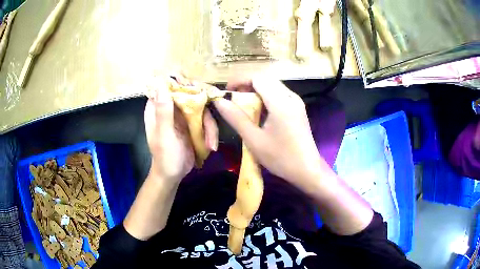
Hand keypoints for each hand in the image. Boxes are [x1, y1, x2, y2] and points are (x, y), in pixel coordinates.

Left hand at [144, 78, 217, 182]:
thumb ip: (163, 111)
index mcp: (157, 107)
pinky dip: (210, 131)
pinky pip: (205, 119)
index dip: (182, 82)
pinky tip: (211, 145)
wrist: (173, 175)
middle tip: (211, 118)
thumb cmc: (165, 157)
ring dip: (209, 125)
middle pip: (189, 93)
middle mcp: (170, 107)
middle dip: (203, 104)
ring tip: (211, 144)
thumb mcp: (164, 135)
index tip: (197, 89)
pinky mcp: (192, 124)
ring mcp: (182, 115)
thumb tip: (161, 83)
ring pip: (201, 107)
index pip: (167, 85)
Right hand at [214, 76, 323, 189]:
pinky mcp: (298, 108)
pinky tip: (260, 111)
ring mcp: (296, 102)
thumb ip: (236, 118)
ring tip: (244, 104)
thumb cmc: (280, 158)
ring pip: (273, 85)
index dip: (239, 80)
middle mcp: (291, 97)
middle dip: (247, 84)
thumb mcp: (254, 139)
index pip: (257, 78)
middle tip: (234, 98)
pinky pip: (279, 94)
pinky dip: (266, 96)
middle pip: (265, 79)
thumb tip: (219, 101)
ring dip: (256, 90)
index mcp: (281, 102)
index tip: (227, 91)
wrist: (307, 170)